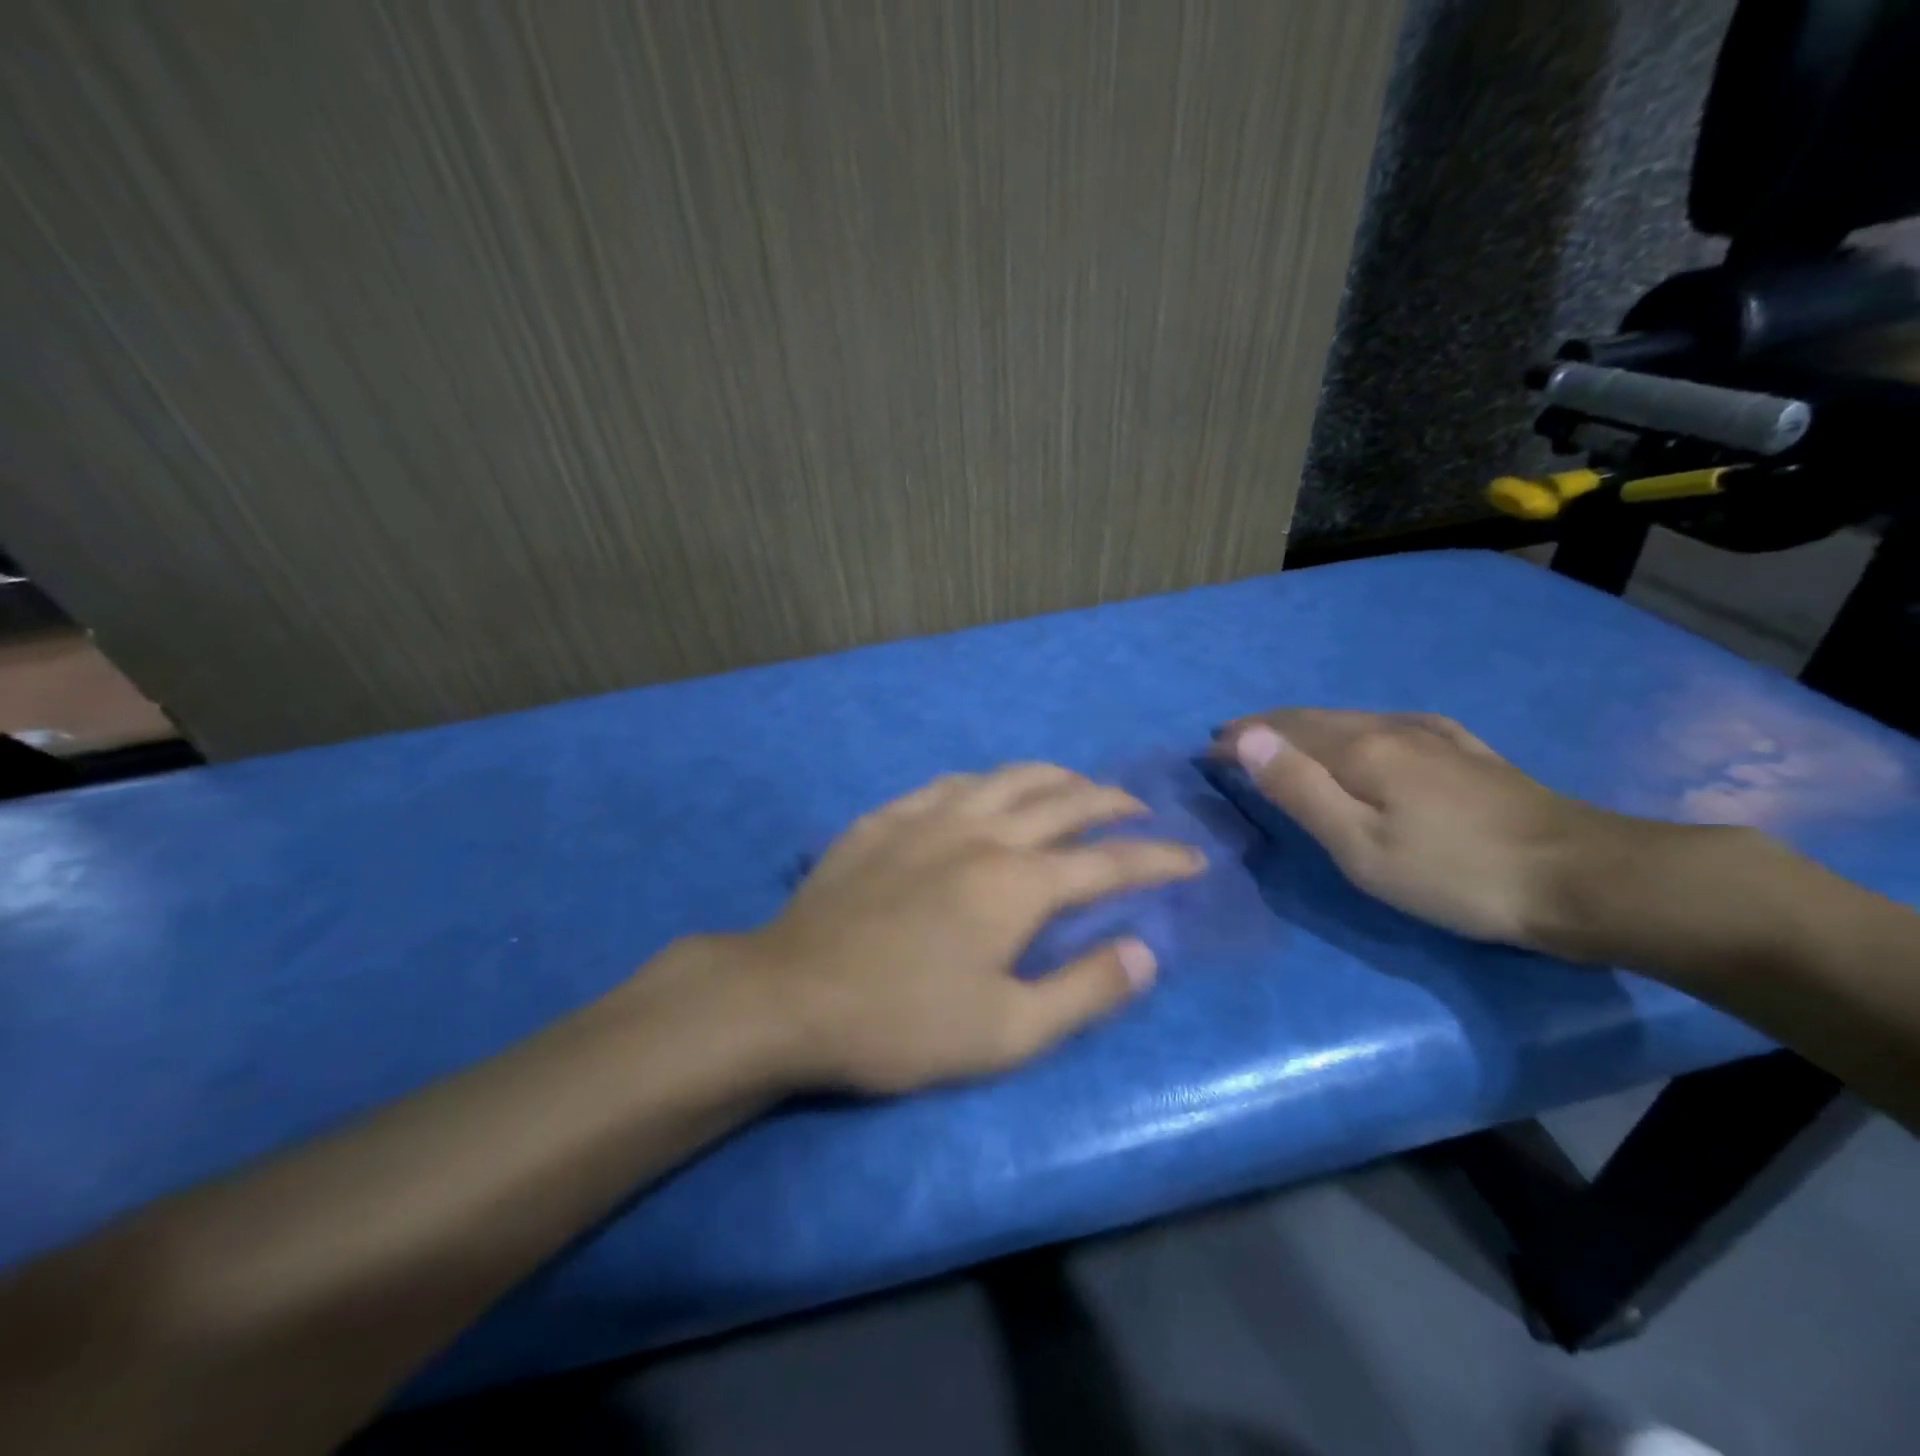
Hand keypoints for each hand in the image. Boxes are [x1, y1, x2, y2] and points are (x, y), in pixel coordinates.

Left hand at [735, 764, 1205, 1092]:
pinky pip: (951, 782)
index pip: (1109, 862)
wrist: (790, 994)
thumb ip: (1084, 989)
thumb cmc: (902, 1023)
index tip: (1192, 858)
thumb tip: (1145, 954)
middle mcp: (981, 831)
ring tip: (1076, 788)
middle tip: (1139, 810)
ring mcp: (928, 816)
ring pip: (1008, 777)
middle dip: (1112, 801)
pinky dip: (988, 782)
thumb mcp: (1007, 1032)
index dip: (1158, 859)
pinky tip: (988, 792)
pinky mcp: (885, 818)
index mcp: (1017, 882)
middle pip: (1064, 800)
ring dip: (1054, 778)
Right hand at [1214, 709, 1630, 951]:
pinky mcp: (1465, 752)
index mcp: (1359, 749)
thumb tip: (1245, 738)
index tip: (1204, 751)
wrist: (1585, 878)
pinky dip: (1351, 729)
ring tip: (1279, 739)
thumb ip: (1299, 789)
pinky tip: (1364, 735)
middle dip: (1264, 726)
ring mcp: (1433, 736)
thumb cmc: (1456, 874)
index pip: (1278, 732)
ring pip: (1349, 719)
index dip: (1238, 739)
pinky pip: (1387, 726)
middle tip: (1229, 740)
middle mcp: (1390, 728)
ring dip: (1304, 726)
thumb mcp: (1361, 845)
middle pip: (1311, 718)